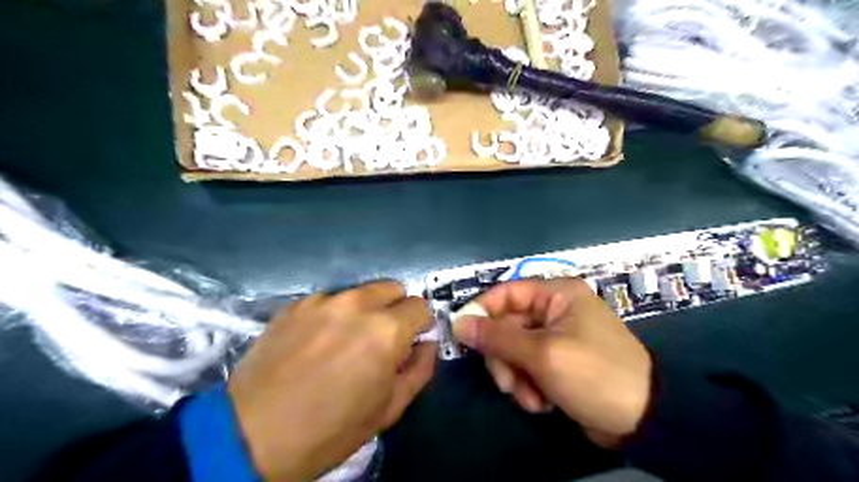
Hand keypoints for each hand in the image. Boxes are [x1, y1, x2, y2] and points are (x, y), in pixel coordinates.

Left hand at [229, 280, 436, 479]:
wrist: (251, 435)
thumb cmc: (330, 429)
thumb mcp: (388, 409)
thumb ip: (419, 369)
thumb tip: (426, 345)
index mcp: (386, 330)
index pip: (420, 306)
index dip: (419, 325)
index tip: (409, 341)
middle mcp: (357, 304)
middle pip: (393, 288)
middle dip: (395, 309)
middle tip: (381, 339)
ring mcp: (323, 300)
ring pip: (360, 292)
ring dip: (364, 310)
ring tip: (345, 341)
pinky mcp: (296, 304)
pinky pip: (329, 300)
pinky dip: (333, 314)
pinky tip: (316, 342)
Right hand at [456, 279, 650, 447]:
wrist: (643, 420)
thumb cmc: (594, 374)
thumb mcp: (542, 354)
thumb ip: (497, 337)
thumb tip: (459, 323)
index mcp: (556, 295)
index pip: (506, 293)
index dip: (482, 311)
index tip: (462, 335)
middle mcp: (554, 310)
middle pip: (506, 325)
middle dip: (503, 357)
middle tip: (506, 383)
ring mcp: (556, 336)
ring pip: (513, 349)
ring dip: (515, 376)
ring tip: (530, 398)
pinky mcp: (557, 360)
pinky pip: (527, 366)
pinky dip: (528, 385)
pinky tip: (542, 402)